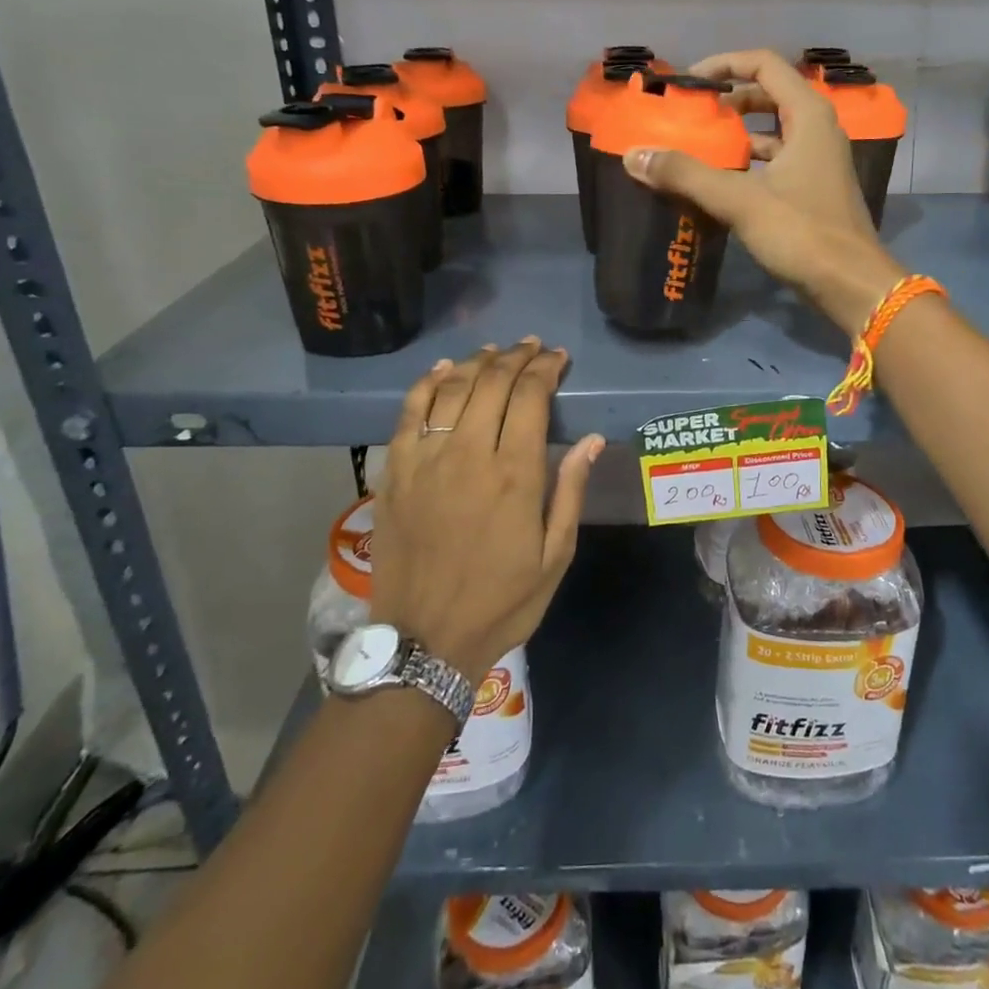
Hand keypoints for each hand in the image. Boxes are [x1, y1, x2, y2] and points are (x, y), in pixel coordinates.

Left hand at [369, 340, 603, 684]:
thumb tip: (592, 441)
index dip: (545, 369)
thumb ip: (571, 492)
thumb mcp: (555, 556)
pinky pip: (409, 413)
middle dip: (516, 357)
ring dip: (476, 362)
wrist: (424, 641)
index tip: (557, 358)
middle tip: (532, 347)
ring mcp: (426, 460)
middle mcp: (469, 454)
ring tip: (495, 351)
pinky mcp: (395, 472)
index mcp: (514, 474)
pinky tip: (442, 370)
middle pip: (492, 383)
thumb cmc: (501, 602)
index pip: (530, 397)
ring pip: (451, 389)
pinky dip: (426, 384)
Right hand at [621, 50, 905, 334]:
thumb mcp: (740, 200)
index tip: (689, 82)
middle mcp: (817, 130)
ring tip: (697, 148)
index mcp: (808, 116)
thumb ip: (686, 174)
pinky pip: (776, 161)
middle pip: (768, 96)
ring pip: (772, 132)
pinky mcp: (814, 190)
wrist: (851, 285)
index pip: (764, 64)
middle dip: (728, 102)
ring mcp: (819, 161)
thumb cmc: (802, 233)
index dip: (724, 64)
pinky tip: (720, 183)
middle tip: (690, 116)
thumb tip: (635, 155)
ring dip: (736, 136)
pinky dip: (748, 164)